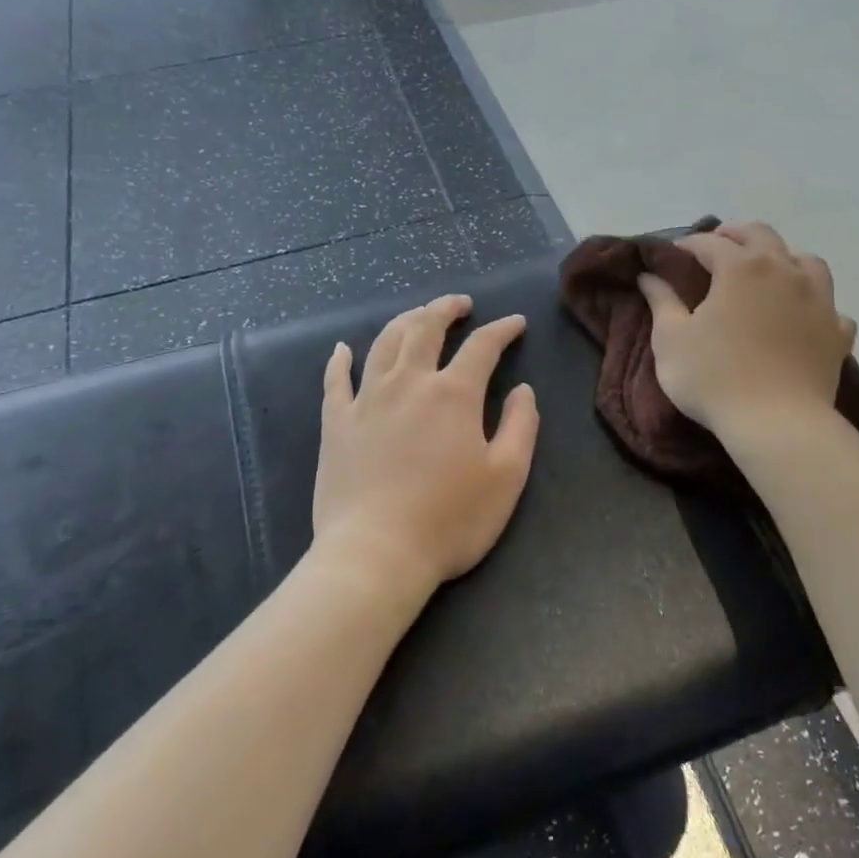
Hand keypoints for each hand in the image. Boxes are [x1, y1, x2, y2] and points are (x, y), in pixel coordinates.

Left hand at [312, 294, 538, 603]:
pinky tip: (342, 349)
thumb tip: (522, 390)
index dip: (502, 330)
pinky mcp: (336, 424)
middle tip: (460, 303)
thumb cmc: (450, 519)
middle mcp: (409, 383)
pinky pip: (335, 381)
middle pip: (425, 328)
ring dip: (404, 322)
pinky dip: (340, 360)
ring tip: (418, 315)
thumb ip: (521, 426)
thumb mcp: (507, 477)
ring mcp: (367, 401)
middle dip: (446, 309)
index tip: (515, 323)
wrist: (376, 554)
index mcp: (453, 394)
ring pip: (384, 344)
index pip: (482, 346)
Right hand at [638, 222, 856, 435]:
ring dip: (783, 258)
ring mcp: (819, 299)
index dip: (688, 244)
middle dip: (736, 235)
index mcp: (741, 267)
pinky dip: (813, 303)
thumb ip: (661, 301)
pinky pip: (829, 305)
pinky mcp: (838, 332)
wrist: (777, 424)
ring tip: (768, 271)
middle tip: (717, 246)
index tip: (673, 253)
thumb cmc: (715, 378)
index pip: (710, 243)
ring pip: (806, 260)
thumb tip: (649, 275)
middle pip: (762, 235)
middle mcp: (784, 271)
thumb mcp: (671, 339)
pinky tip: (804, 315)